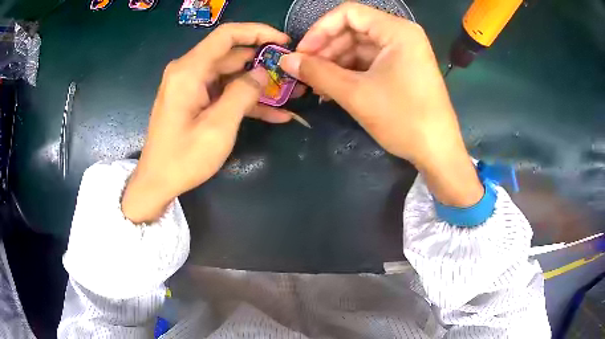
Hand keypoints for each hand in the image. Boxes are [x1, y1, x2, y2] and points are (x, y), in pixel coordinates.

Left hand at [122, 23, 291, 222]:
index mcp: (189, 70)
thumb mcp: (219, 126)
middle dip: (264, 62)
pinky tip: (275, 113)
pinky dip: (246, 100)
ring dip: (259, 84)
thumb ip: (243, 93)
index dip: (258, 32)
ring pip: (232, 75)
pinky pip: (224, 92)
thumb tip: (262, 72)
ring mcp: (192, 86)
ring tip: (291, 93)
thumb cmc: (183, 158)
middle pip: (232, 55)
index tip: (283, 41)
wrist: (157, 182)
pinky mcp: (195, 100)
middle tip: (292, 73)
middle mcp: (189, 71)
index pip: (227, 35)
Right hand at [280, 3, 482, 206]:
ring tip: (317, 84)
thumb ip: (318, 73)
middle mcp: (401, 35)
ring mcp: (403, 52)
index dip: (320, 30)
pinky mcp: (403, 68)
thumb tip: (286, 61)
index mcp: (396, 31)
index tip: (302, 53)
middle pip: (353, 29)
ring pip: (359, 47)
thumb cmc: (403, 120)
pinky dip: (350, 72)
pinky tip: (334, 88)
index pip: (348, 13)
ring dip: (335, 63)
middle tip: (305, 72)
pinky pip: (369, 61)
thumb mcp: (356, 94)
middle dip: (326, 49)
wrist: (438, 152)